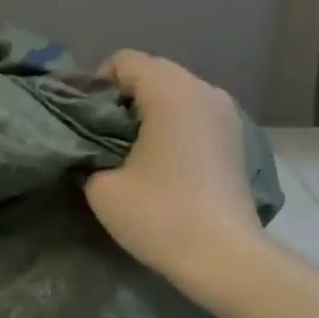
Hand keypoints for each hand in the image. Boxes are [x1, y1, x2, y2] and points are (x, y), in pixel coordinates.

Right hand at [85, 50, 262, 289]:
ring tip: (129, 156)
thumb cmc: (159, 215)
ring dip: (148, 118)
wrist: (222, 256)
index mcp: (171, 89)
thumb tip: (90, 153)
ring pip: (176, 99)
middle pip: (153, 76)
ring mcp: (227, 115)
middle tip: (99, 142)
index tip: (82, 123)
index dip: (95, 87)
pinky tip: (161, 168)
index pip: (124, 61)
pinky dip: (173, 132)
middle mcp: (204, 90)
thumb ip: (88, 158)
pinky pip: (194, 120)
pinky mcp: (236, 142)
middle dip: (122, 102)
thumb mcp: (101, 188)